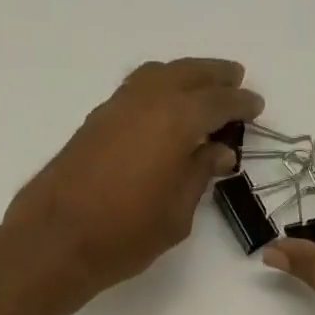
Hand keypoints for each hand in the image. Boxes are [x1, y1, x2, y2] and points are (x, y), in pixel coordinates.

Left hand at [3, 58, 263, 299]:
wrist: (58, 239)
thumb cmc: (126, 235)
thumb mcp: (176, 215)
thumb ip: (199, 176)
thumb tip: (218, 151)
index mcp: (175, 120)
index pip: (217, 102)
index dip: (240, 104)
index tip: (257, 106)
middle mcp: (147, 100)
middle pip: (187, 74)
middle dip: (214, 77)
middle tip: (235, 82)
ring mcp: (116, 107)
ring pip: (158, 75)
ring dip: (184, 77)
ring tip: (201, 91)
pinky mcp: (96, 121)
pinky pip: (136, 90)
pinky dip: (158, 89)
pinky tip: (164, 109)